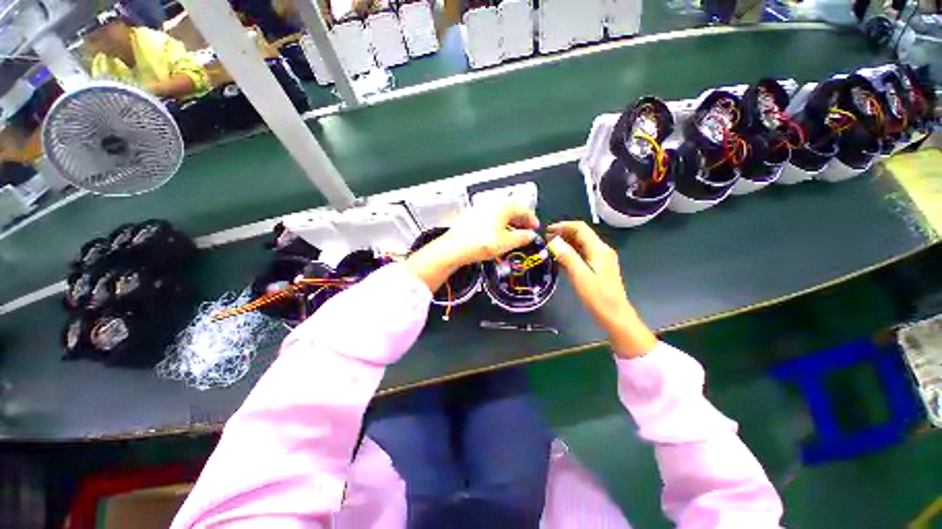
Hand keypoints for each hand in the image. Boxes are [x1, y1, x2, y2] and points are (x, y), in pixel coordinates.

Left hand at [406, 203, 538, 292]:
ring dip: (510, 223)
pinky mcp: (473, 216)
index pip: (523, 208)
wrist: (455, 248)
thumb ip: (522, 238)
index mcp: (503, 206)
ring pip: (501, 213)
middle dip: (521, 220)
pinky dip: (499, 224)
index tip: (535, 227)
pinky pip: (491, 217)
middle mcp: (492, 204)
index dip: (532, 218)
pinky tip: (499, 235)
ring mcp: (481, 209)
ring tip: (514, 235)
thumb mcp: (506, 243)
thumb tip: (530, 235)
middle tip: (526, 231)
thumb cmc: (480, 243)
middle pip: (512, 209)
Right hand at [547, 221, 656, 358]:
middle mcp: (602, 250)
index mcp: (599, 249)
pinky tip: (560, 259)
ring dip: (566, 243)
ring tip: (549, 248)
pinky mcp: (598, 268)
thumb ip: (567, 256)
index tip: (546, 231)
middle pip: (581, 234)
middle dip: (563, 233)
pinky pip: (583, 254)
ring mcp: (601, 259)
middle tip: (545, 240)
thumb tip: (553, 240)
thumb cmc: (597, 297)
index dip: (563, 226)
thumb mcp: (580, 276)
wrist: (615, 316)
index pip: (580, 228)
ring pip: (581, 244)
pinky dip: (570, 253)